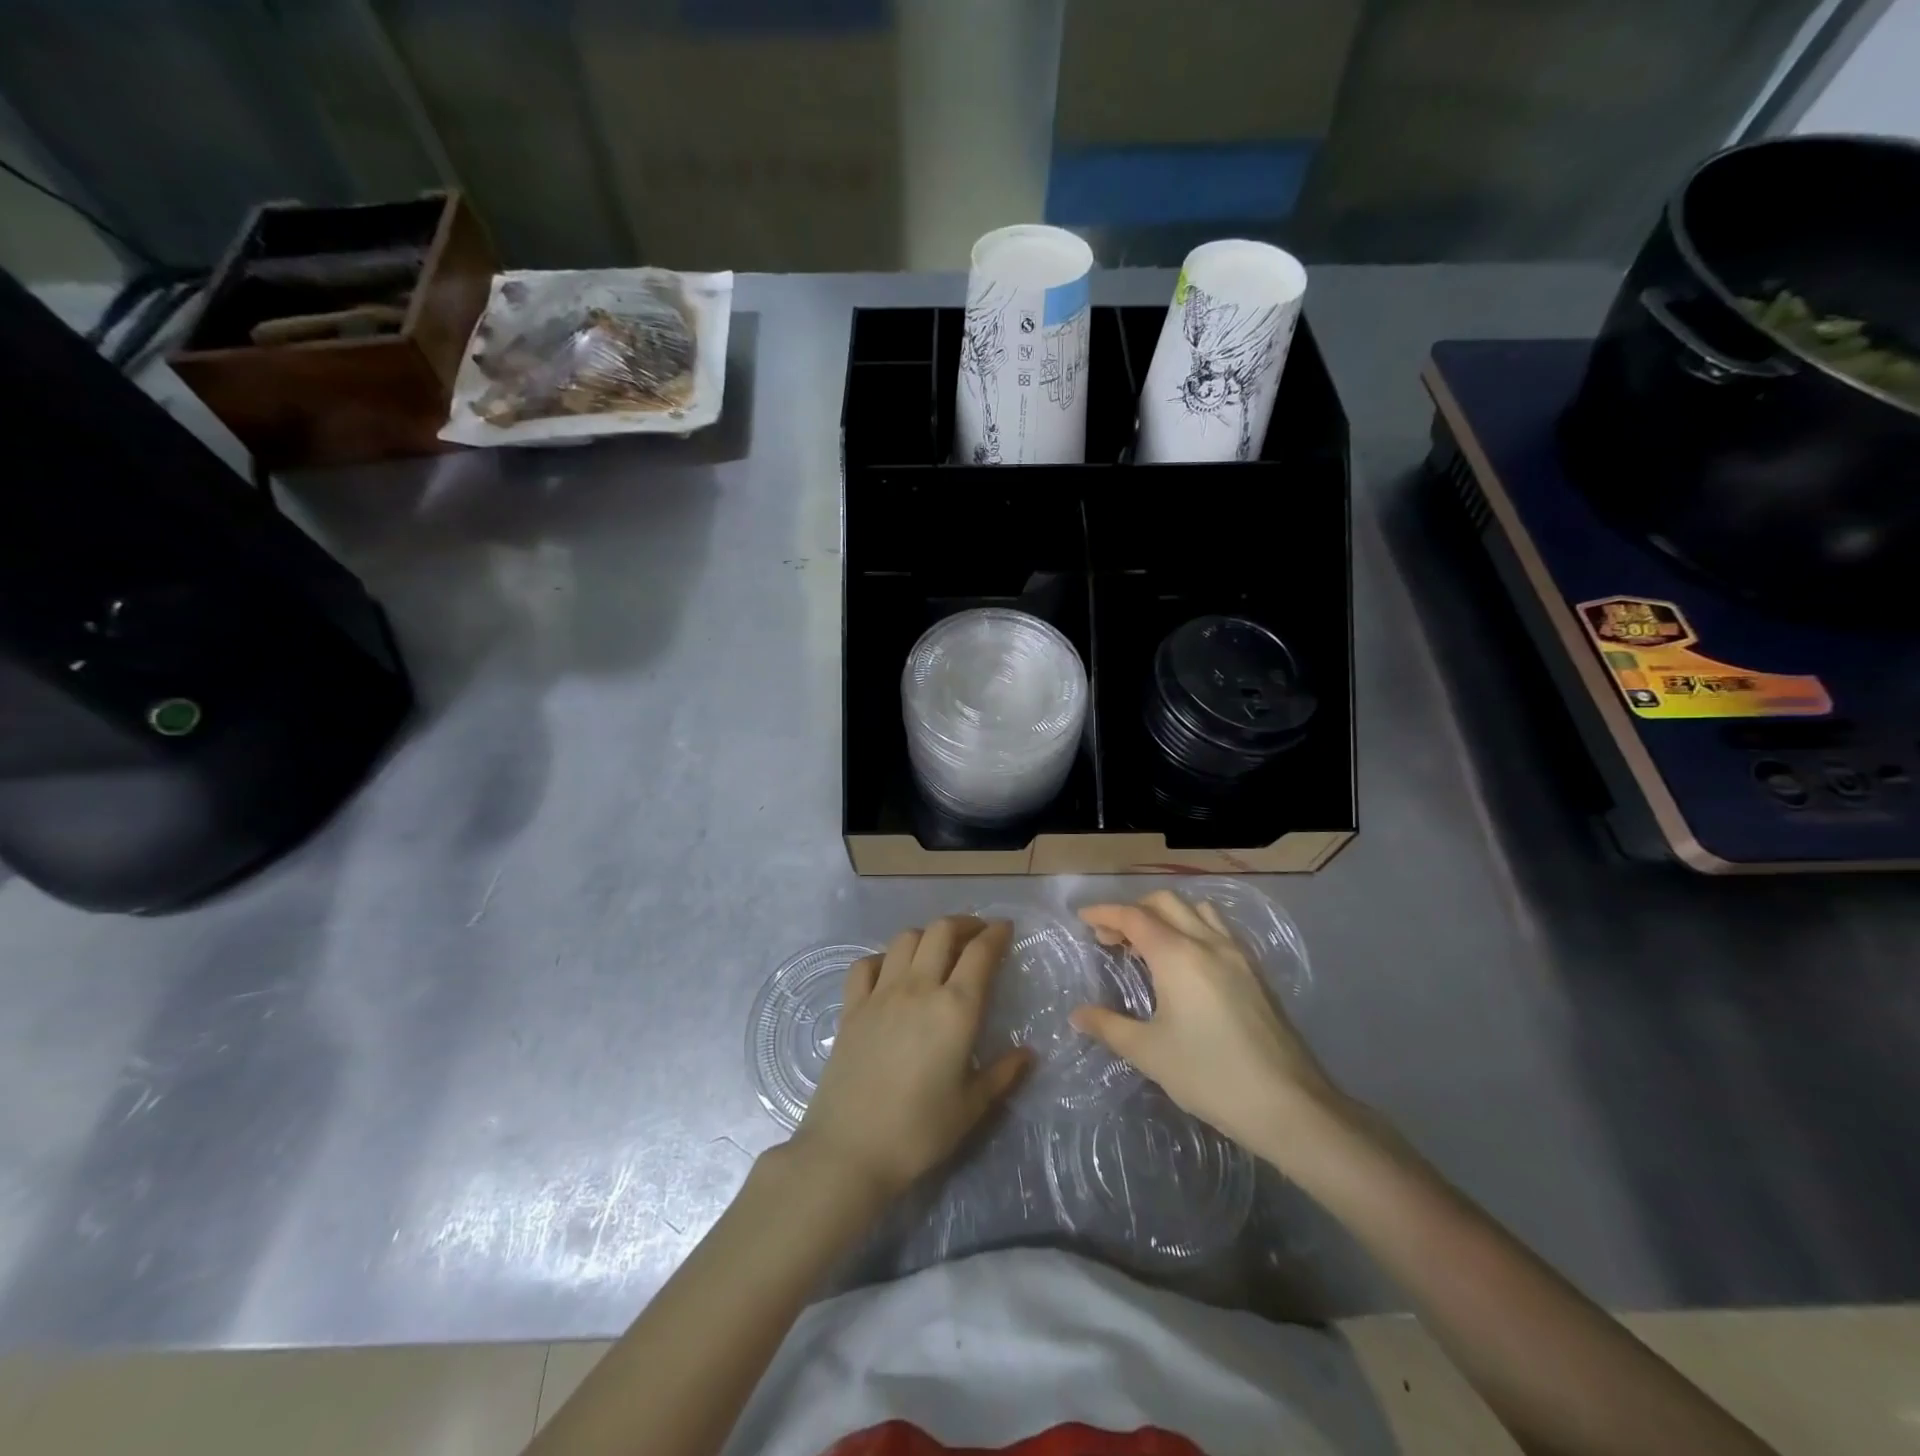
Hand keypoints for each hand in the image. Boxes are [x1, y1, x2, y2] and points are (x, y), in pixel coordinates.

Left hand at [792, 916, 1029, 1202]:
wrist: (850, 1150)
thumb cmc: (919, 1132)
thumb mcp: (971, 1107)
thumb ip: (1002, 1074)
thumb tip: (1028, 1053)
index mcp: (956, 1009)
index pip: (980, 953)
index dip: (996, 933)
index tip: (1006, 928)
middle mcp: (919, 988)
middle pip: (941, 931)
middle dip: (964, 924)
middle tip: (977, 934)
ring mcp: (881, 994)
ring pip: (905, 939)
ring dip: (927, 935)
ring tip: (938, 949)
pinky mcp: (851, 1007)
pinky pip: (866, 964)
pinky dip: (884, 958)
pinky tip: (892, 971)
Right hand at [1071, 892, 1340, 1159]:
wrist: (1288, 1104)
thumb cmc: (1209, 1074)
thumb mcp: (1149, 1053)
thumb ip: (1109, 1026)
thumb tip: (1078, 1015)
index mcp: (1177, 954)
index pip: (1133, 916)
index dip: (1105, 912)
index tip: (1083, 918)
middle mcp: (1207, 942)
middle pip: (1165, 903)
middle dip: (1133, 910)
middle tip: (1111, 938)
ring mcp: (1237, 955)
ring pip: (1196, 910)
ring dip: (1166, 915)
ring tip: (1149, 945)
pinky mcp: (1256, 973)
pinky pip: (1218, 930)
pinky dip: (1192, 928)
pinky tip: (1186, 964)